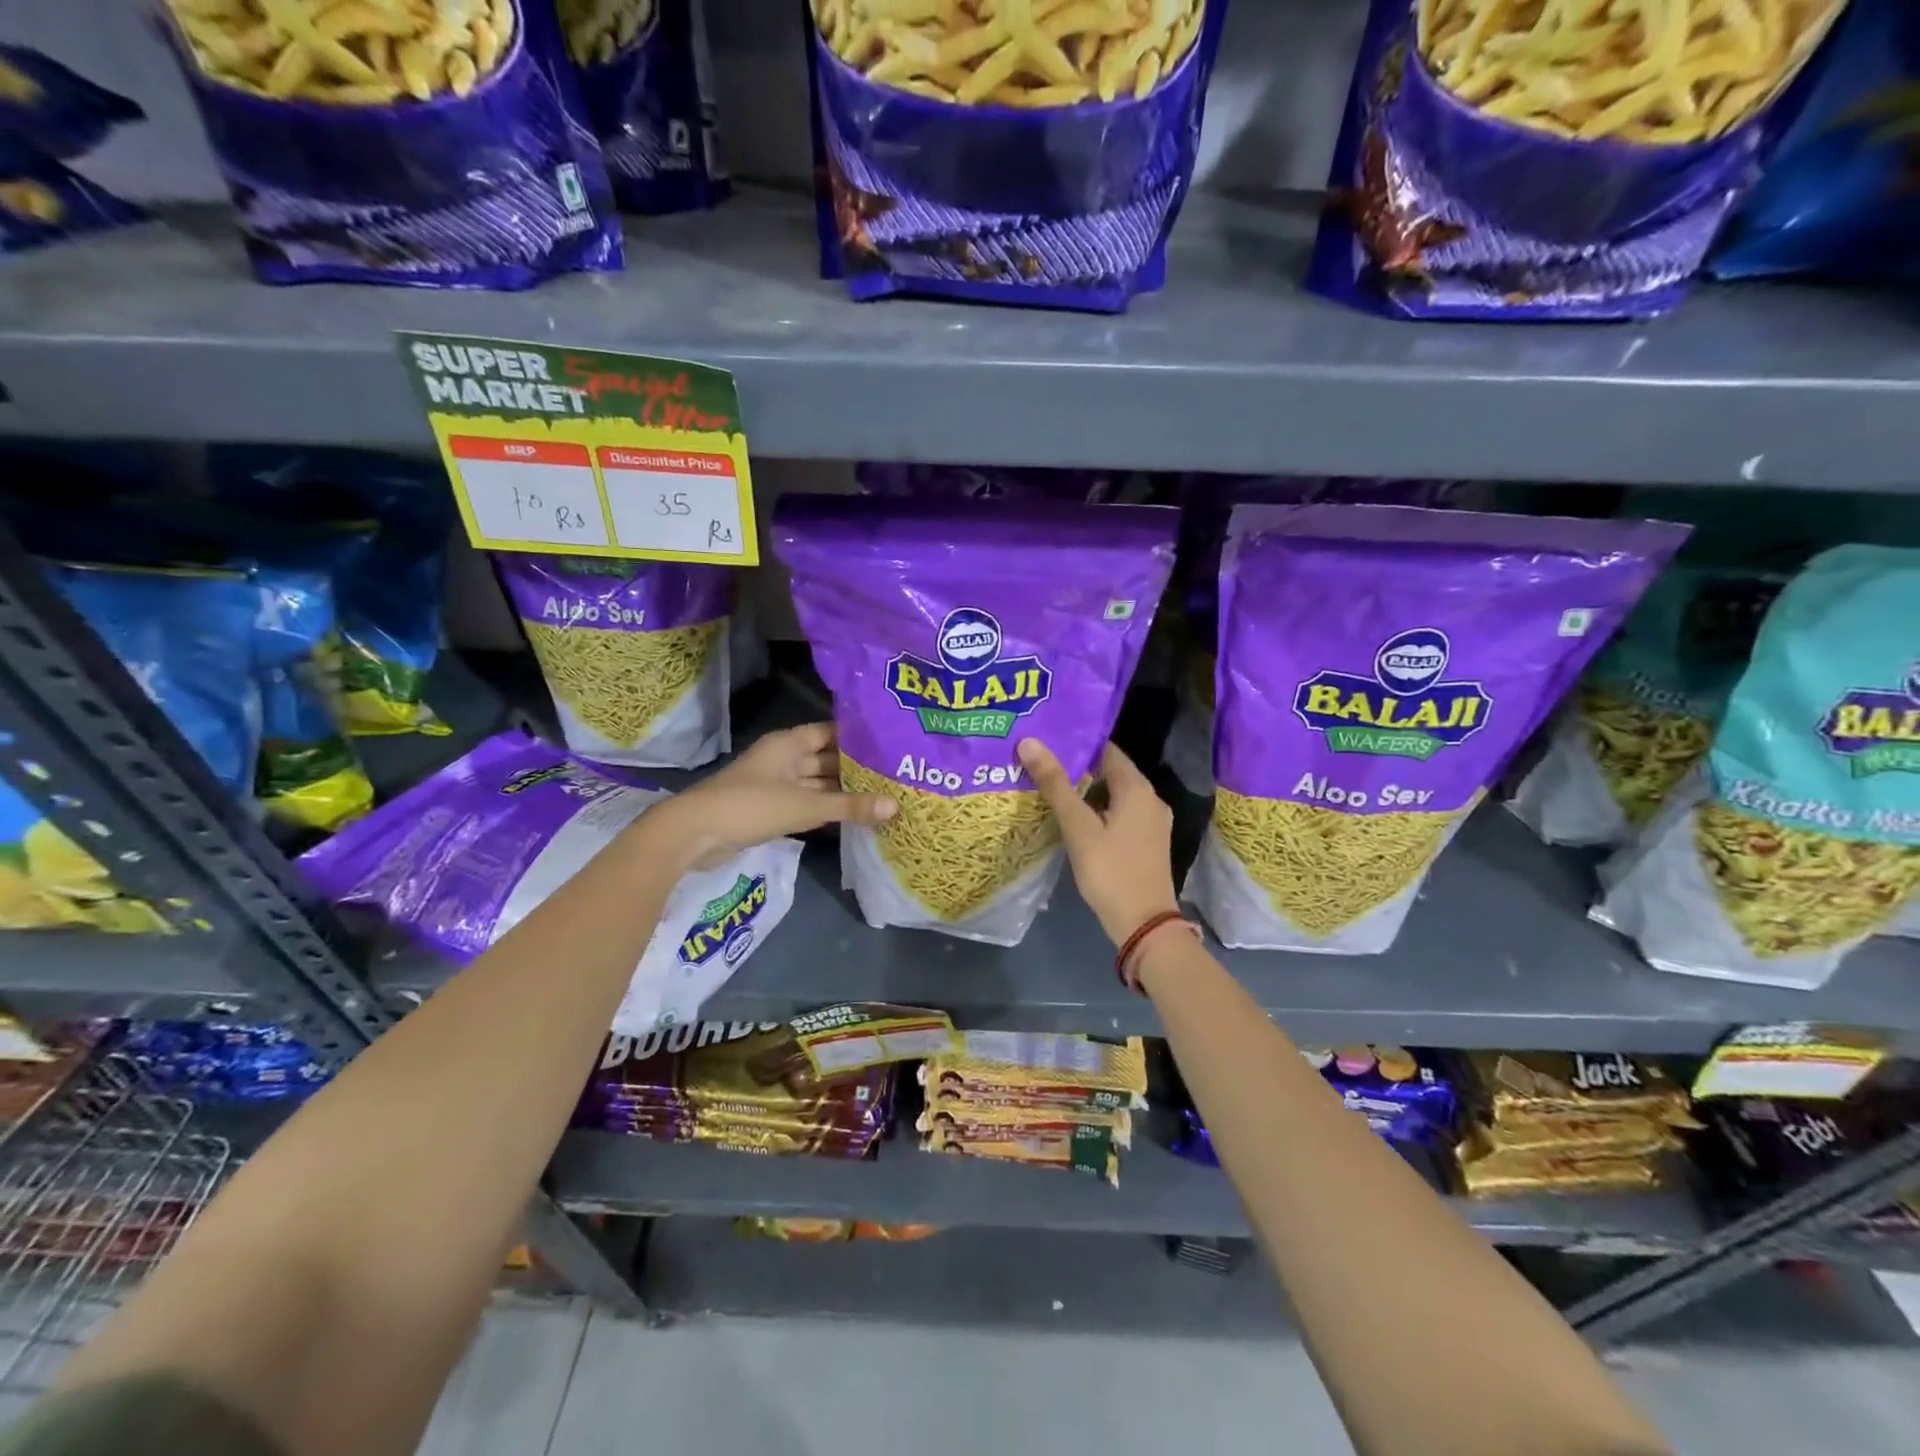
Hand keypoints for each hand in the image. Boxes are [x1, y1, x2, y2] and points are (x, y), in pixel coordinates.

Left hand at [644, 723, 895, 869]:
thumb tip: (896, 806)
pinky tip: (853, 818)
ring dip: (843, 793)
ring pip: (817, 785)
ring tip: (883, 798)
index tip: (892, 745)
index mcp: (789, 744)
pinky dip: (826, 810)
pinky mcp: (771, 809)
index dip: (859, 738)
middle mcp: (784, 759)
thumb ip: (850, 806)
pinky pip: (806, 804)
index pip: (832, 732)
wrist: (694, 834)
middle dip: (856, 769)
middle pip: (827, 760)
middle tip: (896, 776)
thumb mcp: (805, 806)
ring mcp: (776, 785)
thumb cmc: (750, 806)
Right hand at [1018, 737, 1177, 947]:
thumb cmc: (1110, 871)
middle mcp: (1150, 799)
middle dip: (1077, 768)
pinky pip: (1120, 814)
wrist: (1144, 925)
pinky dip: (1097, 811)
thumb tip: (1030, 742)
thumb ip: (1055, 784)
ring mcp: (1152, 822)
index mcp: (1137, 789)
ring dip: (1086, 791)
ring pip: (1114, 795)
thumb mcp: (1078, 827)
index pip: (1106, 751)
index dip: (1077, 744)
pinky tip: (1073, 819)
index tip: (1046, 742)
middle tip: (1040, 764)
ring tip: (1050, 788)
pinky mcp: (1147, 842)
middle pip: (1111, 772)